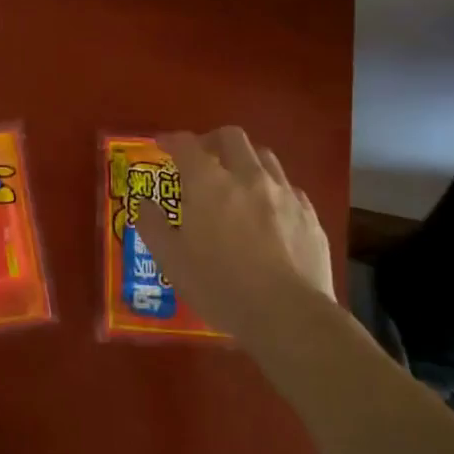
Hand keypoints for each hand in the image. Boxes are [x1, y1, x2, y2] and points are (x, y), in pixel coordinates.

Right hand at [135, 127, 334, 343]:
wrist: (289, 316)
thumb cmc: (220, 287)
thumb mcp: (171, 261)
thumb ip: (153, 226)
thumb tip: (145, 204)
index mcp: (208, 183)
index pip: (186, 144)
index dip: (171, 140)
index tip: (162, 145)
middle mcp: (247, 177)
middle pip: (231, 137)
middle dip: (212, 140)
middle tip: (202, 159)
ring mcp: (283, 193)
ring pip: (264, 157)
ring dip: (245, 160)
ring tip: (237, 181)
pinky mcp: (309, 214)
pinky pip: (289, 188)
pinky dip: (272, 190)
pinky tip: (269, 212)